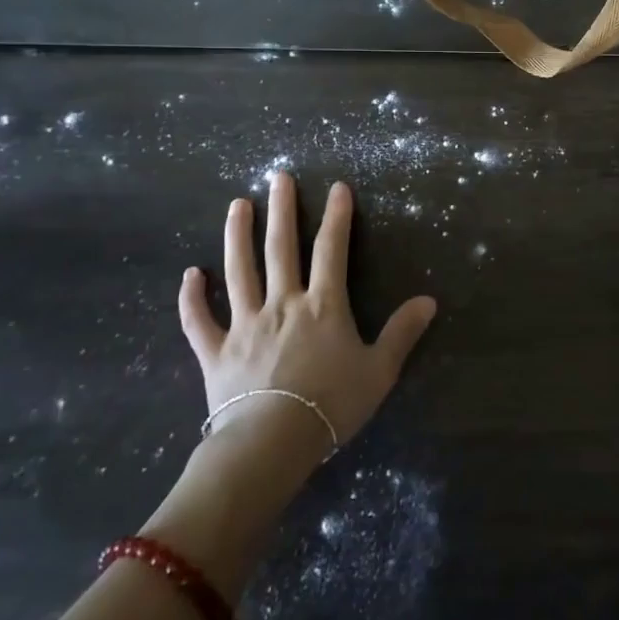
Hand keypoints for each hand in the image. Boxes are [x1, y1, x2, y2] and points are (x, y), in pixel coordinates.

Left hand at [176, 173, 437, 459]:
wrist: (271, 442)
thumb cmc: (331, 404)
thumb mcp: (379, 370)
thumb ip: (401, 333)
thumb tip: (429, 300)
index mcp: (323, 305)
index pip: (332, 249)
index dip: (337, 216)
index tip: (338, 187)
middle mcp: (282, 303)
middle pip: (281, 248)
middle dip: (282, 209)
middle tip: (278, 177)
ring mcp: (245, 324)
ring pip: (239, 271)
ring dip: (237, 236)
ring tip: (237, 205)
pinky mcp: (216, 351)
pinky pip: (199, 320)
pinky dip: (192, 298)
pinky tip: (190, 275)